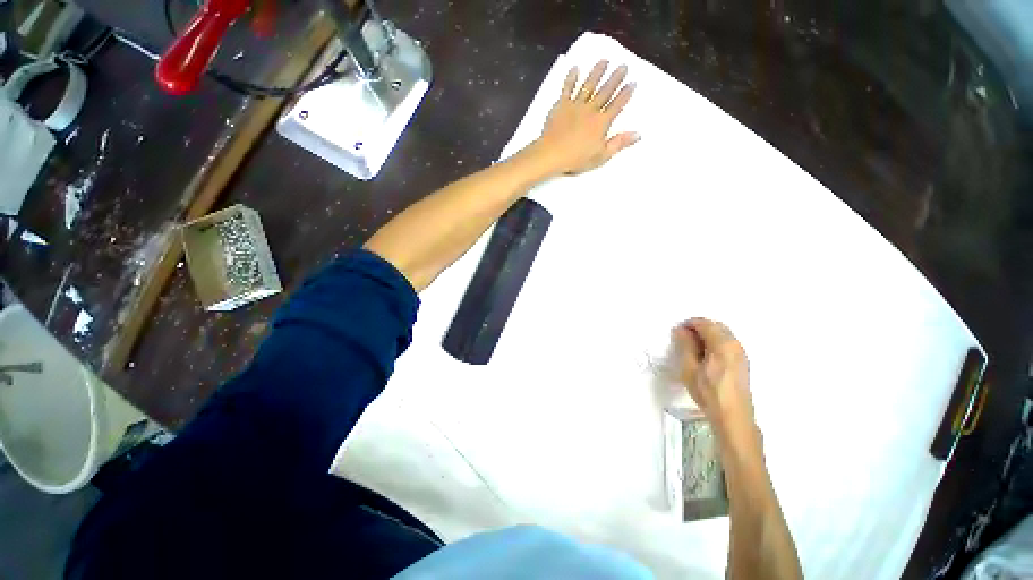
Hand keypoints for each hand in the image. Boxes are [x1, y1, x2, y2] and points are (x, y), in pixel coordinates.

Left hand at [533, 60, 638, 174]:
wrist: (553, 153)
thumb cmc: (577, 158)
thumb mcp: (601, 156)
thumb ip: (619, 143)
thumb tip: (637, 134)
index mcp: (601, 123)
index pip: (617, 105)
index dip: (625, 94)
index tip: (632, 82)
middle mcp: (591, 110)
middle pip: (605, 92)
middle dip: (615, 78)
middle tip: (623, 66)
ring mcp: (575, 105)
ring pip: (588, 85)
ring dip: (597, 72)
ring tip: (604, 61)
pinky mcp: (561, 105)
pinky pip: (567, 88)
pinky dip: (571, 78)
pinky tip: (575, 68)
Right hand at [672, 318, 758, 448]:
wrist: (733, 416)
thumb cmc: (708, 392)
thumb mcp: (690, 368)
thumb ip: (685, 346)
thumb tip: (680, 330)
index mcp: (722, 344)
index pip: (704, 323)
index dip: (689, 324)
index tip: (677, 332)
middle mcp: (735, 344)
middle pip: (716, 326)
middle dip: (698, 328)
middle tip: (683, 339)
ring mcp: (741, 353)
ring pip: (723, 334)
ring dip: (707, 335)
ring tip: (692, 348)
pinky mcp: (742, 362)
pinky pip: (728, 343)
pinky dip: (715, 342)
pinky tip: (705, 356)